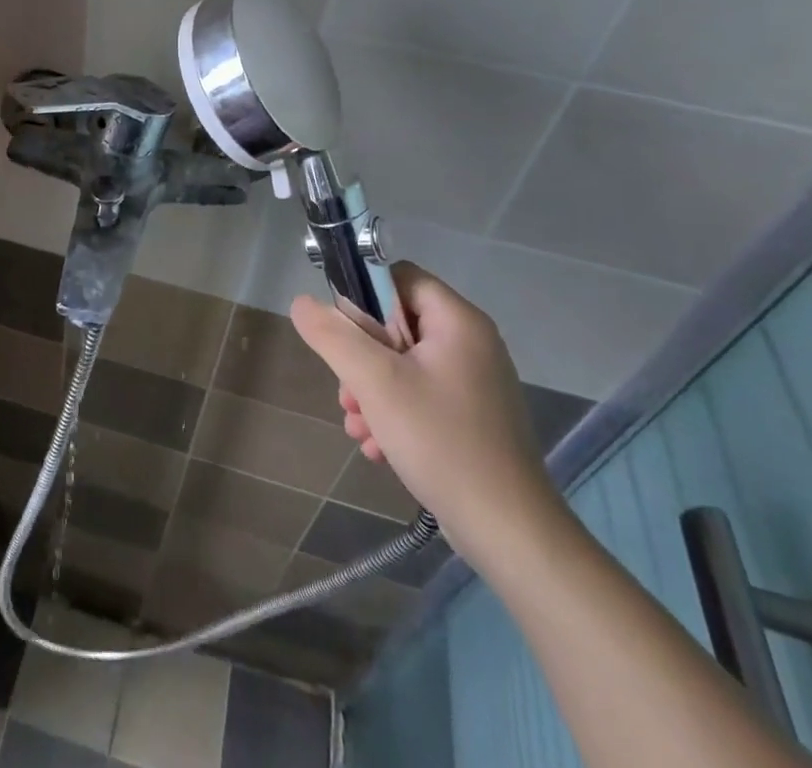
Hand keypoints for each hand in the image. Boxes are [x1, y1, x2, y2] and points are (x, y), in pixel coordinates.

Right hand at [290, 264, 563, 568]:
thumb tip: (302, 303)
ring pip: (404, 366)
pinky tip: (378, 448)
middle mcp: (471, 344)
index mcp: (458, 321)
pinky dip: (395, 414)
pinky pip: (421, 397)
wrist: (510, 534)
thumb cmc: (441, 441)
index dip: (365, 298)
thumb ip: (334, 336)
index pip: (399, 278)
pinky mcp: (473, 419)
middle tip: (348, 393)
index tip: (345, 335)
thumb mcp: (375, 382)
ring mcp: (475, 384)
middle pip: (397, 325)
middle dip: (362, 357)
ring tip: (357, 427)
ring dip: (372, 391)